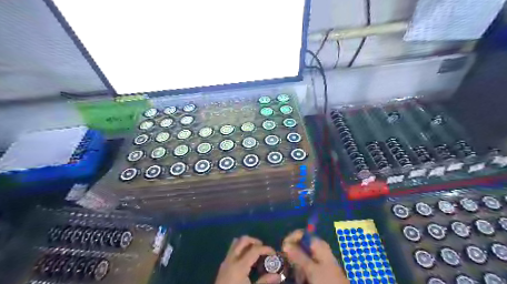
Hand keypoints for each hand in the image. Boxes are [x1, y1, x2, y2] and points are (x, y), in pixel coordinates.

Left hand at [215, 235, 283, 283]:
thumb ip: (264, 282)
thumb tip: (278, 276)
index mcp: (239, 265)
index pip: (255, 249)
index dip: (266, 248)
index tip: (274, 253)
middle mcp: (231, 259)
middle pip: (243, 240)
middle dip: (254, 241)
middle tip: (262, 248)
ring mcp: (225, 261)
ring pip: (235, 243)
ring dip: (246, 243)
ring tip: (254, 251)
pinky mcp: (222, 266)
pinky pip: (231, 250)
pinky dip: (240, 249)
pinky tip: (245, 259)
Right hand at [281, 229, 348, 282]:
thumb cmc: (328, 280)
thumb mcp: (311, 269)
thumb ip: (298, 255)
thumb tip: (285, 244)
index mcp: (318, 244)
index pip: (301, 234)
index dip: (291, 239)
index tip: (284, 249)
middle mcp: (318, 249)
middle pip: (300, 245)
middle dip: (293, 255)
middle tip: (291, 265)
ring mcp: (318, 259)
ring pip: (301, 257)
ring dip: (297, 265)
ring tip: (299, 276)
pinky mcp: (318, 269)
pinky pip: (305, 266)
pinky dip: (301, 271)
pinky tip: (301, 278)